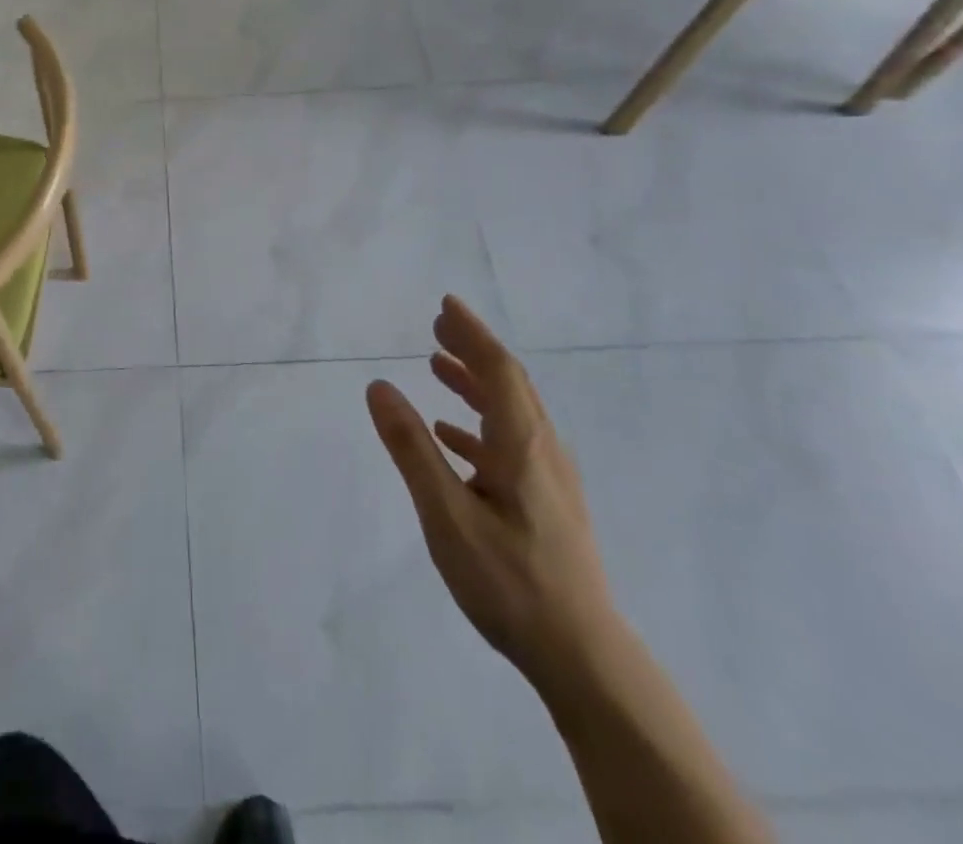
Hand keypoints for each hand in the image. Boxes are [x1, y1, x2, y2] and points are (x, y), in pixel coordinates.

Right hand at [366, 296, 620, 691]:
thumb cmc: (509, 581)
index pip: (497, 369)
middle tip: (439, 324)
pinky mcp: (548, 504)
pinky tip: (453, 436)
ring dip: (475, 383)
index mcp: (522, 444)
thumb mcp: (446, 514)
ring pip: (511, 412)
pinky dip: (479, 424)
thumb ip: (411, 448)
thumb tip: (379, 386)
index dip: (471, 333)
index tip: (445, 304)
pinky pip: (511, 443)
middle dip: (473, 349)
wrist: (584, 658)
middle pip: (509, 384)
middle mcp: (542, 451)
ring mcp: (550, 479)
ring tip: (438, 366)